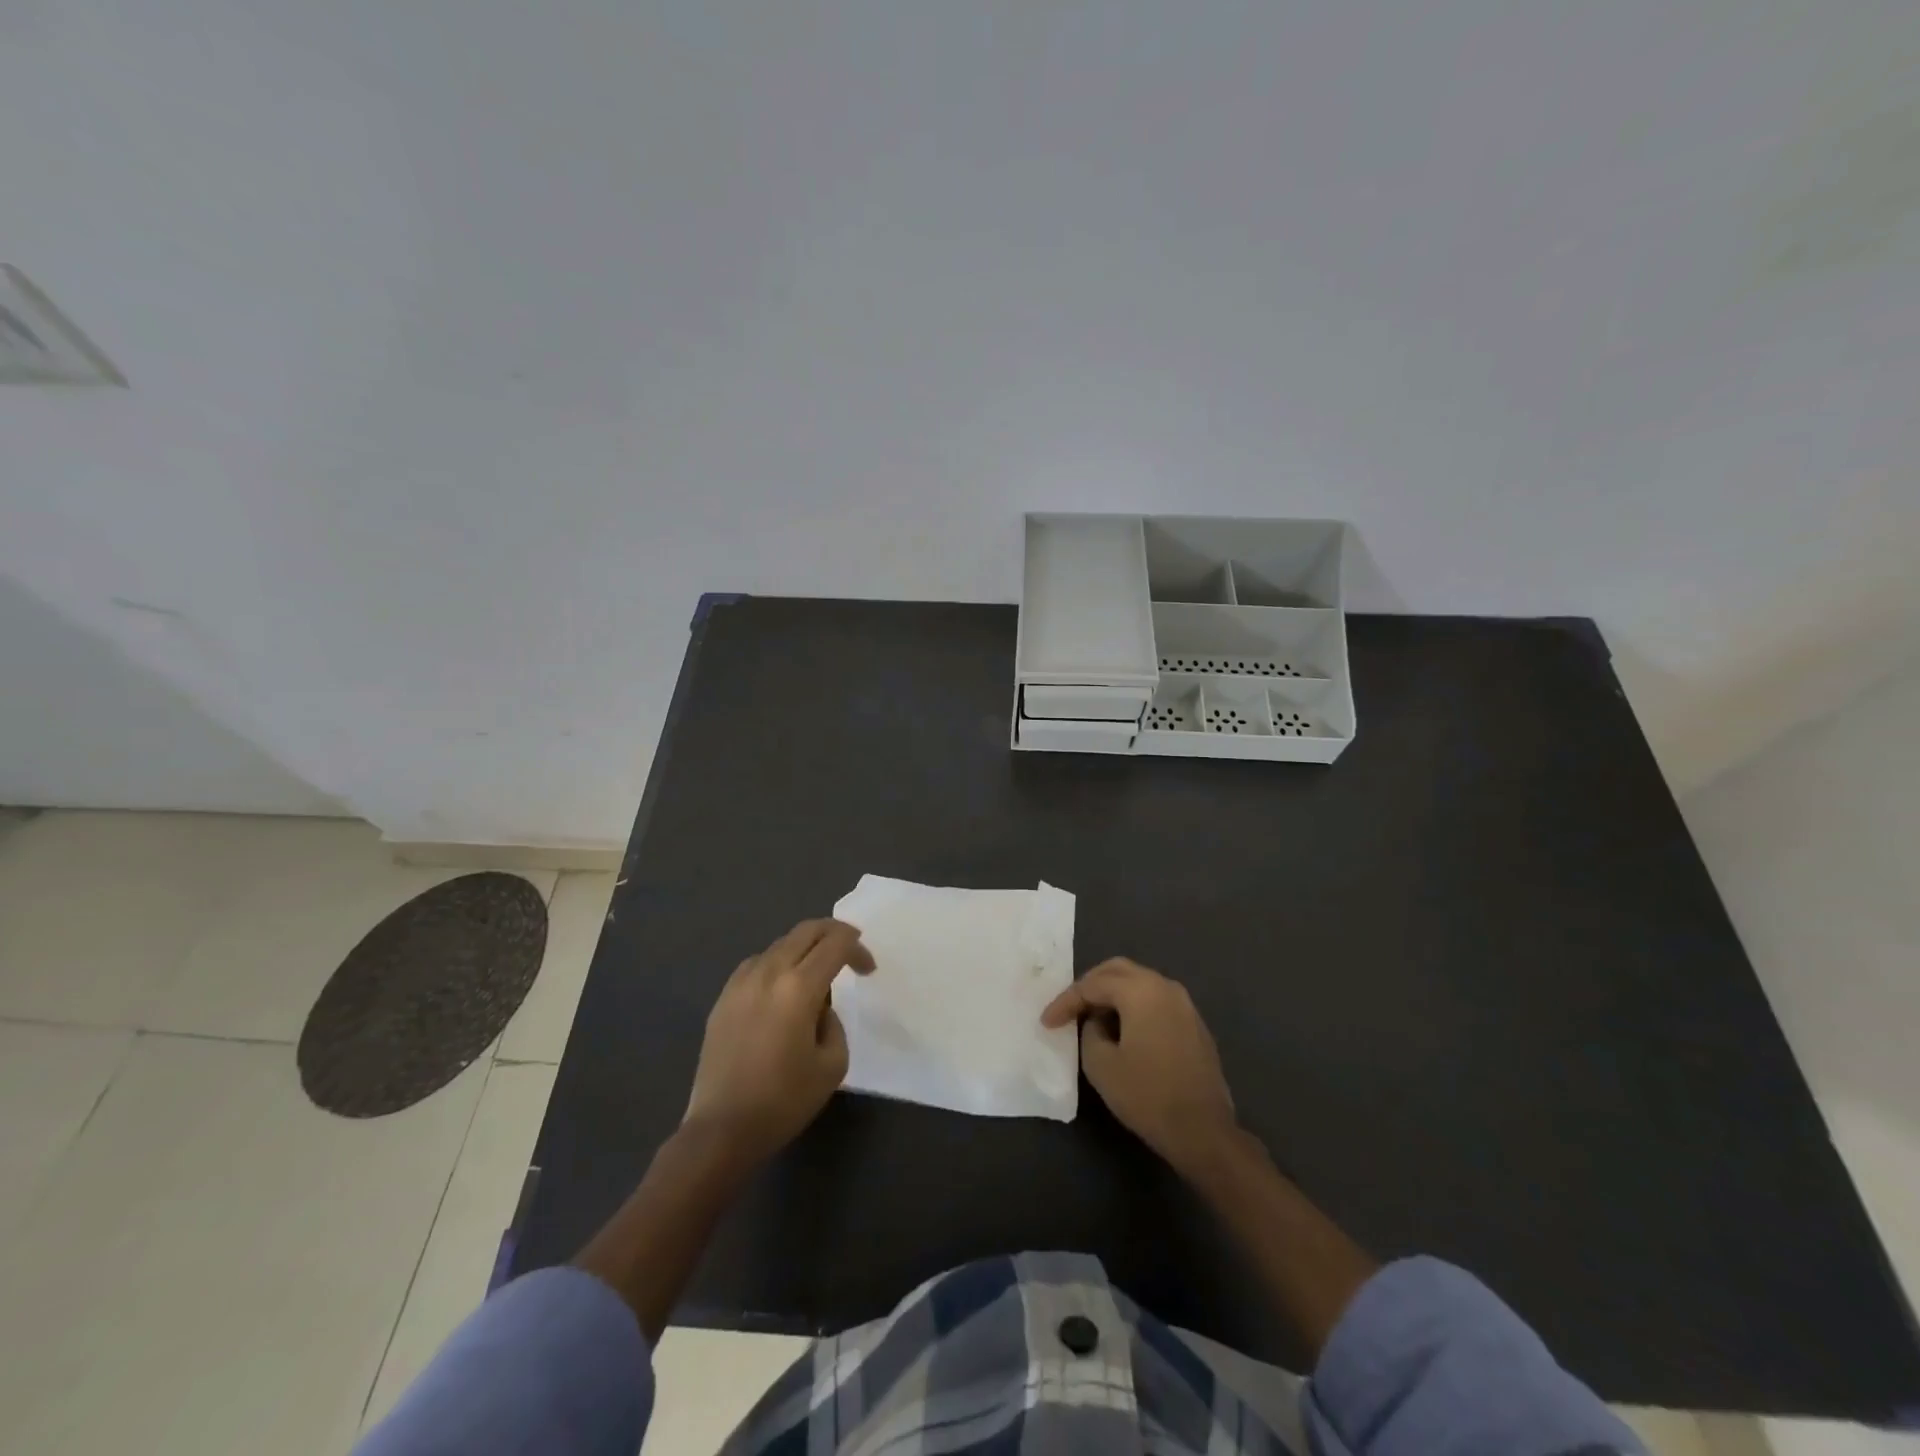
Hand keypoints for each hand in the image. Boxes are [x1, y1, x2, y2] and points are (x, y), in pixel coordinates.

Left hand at [684, 918, 874, 1165]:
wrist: (721, 1130)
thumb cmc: (784, 1101)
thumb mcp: (832, 1064)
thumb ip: (834, 1023)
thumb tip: (819, 1008)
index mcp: (798, 988)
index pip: (835, 944)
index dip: (858, 949)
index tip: (868, 970)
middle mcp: (768, 972)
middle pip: (806, 930)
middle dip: (834, 933)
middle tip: (850, 951)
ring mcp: (741, 982)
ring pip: (780, 944)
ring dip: (805, 949)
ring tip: (817, 975)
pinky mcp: (723, 997)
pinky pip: (758, 963)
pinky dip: (779, 964)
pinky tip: (782, 989)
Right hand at [1041, 957, 1237, 1175]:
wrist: (1203, 1131)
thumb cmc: (1147, 1095)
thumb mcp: (1101, 1064)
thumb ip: (1090, 1031)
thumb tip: (1098, 1023)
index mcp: (1141, 990)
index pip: (1093, 984)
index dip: (1066, 1001)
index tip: (1046, 1022)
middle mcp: (1165, 987)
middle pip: (1118, 971)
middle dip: (1090, 985)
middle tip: (1070, 1007)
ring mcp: (1184, 1004)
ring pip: (1140, 983)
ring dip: (1113, 994)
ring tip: (1092, 1017)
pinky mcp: (1194, 1024)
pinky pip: (1156, 1001)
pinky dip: (1134, 1006)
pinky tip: (1123, 1030)